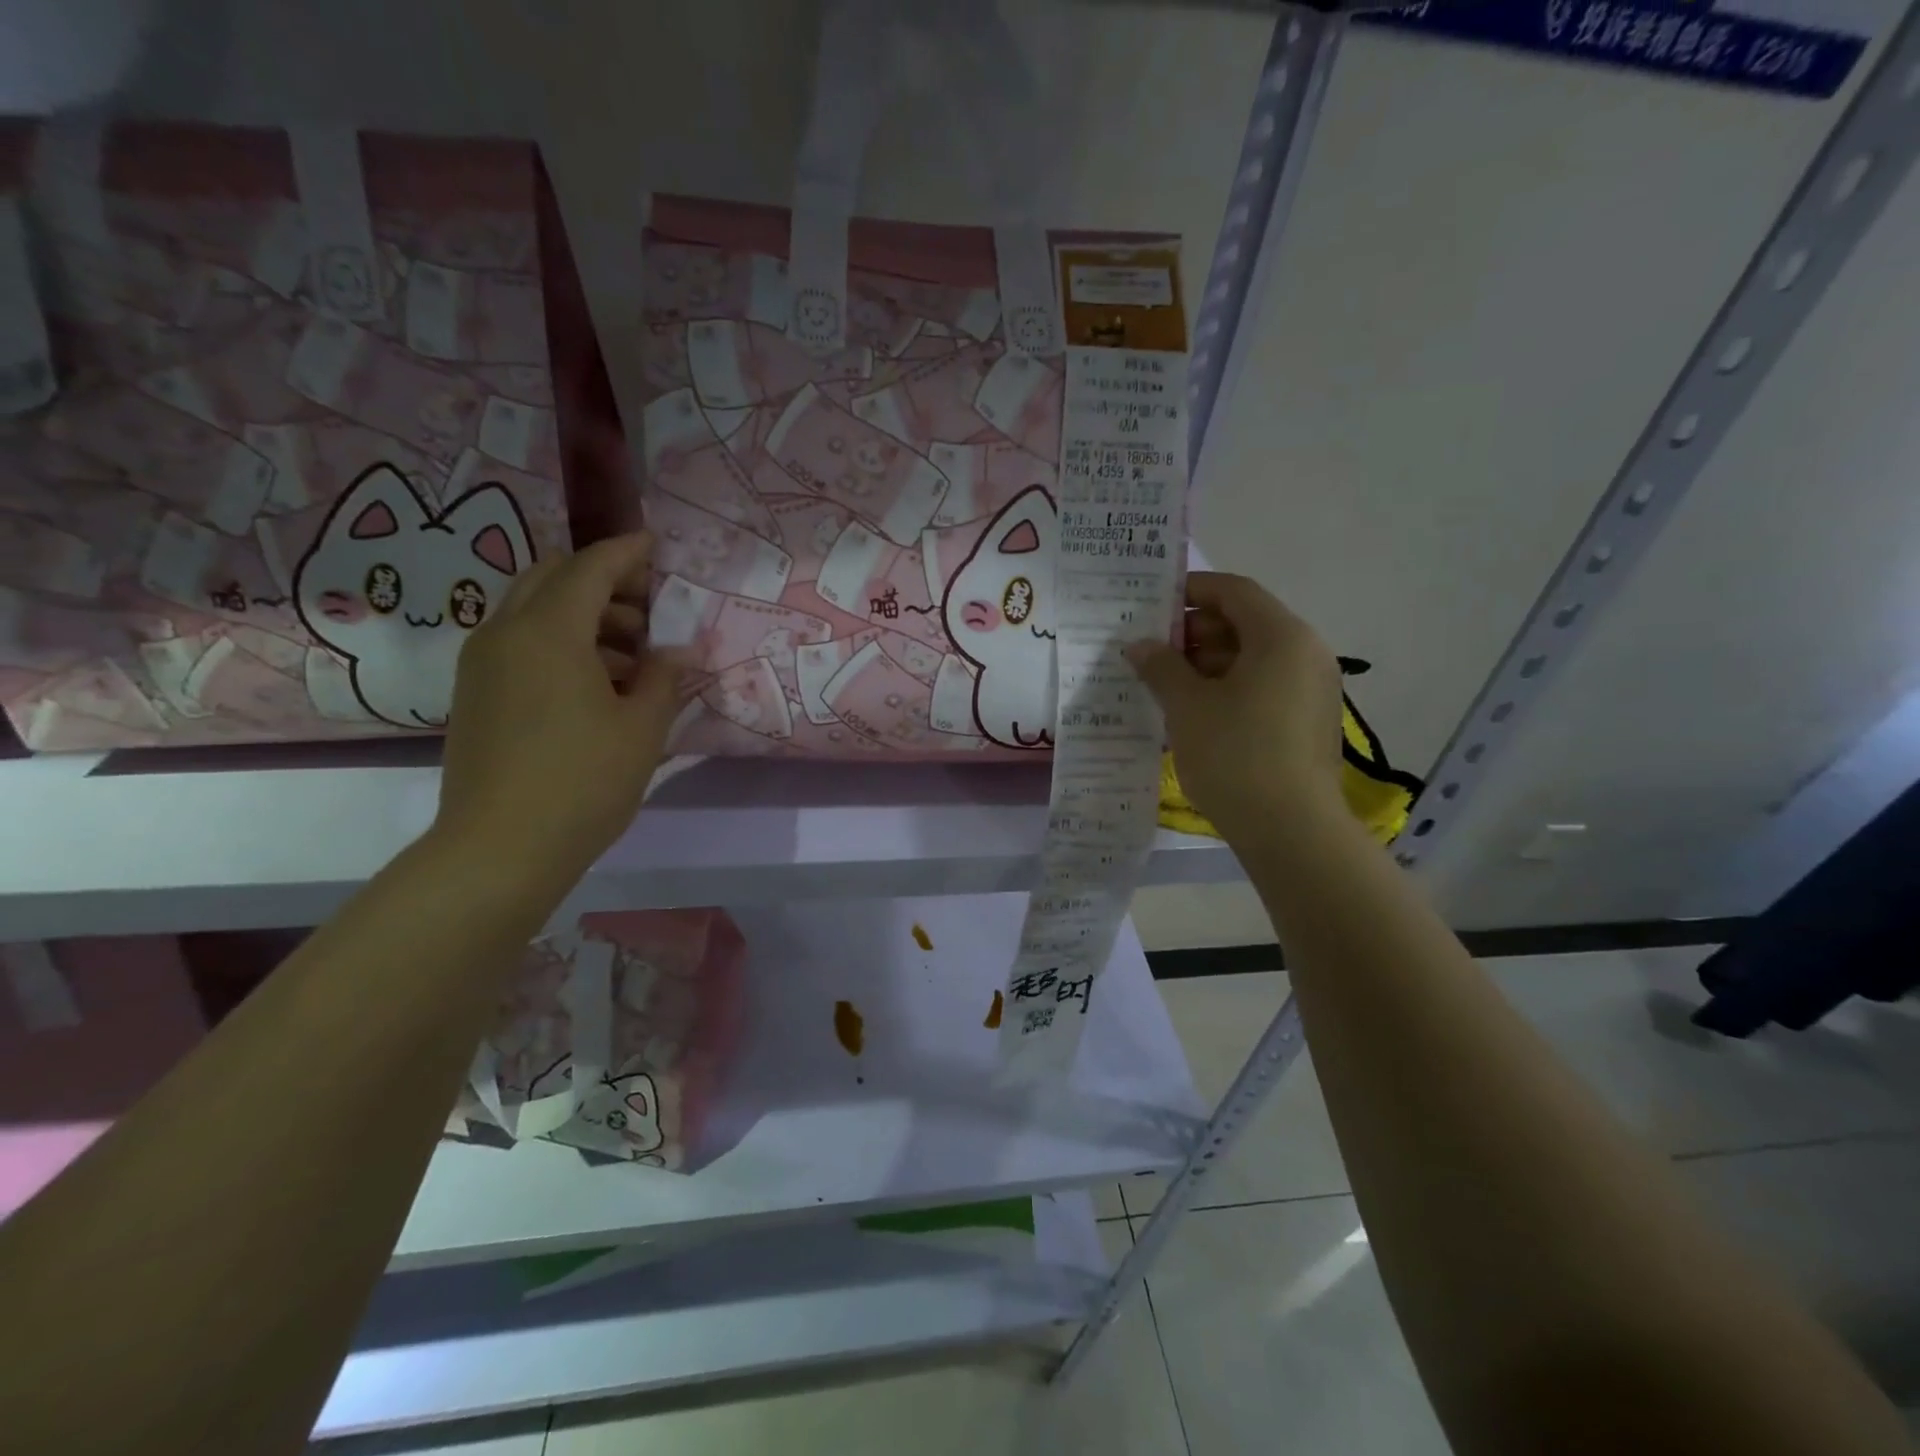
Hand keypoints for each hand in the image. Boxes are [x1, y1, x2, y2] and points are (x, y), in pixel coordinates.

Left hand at [435, 532, 691, 878]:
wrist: (499, 848)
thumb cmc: (583, 782)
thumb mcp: (642, 728)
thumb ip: (664, 679)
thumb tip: (679, 652)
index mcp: (548, 633)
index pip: (590, 568)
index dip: (626, 553)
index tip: (656, 546)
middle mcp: (505, 634)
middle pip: (552, 578)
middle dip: (602, 581)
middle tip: (647, 610)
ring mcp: (483, 665)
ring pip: (533, 611)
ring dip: (582, 615)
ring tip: (631, 657)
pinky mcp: (475, 694)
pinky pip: (519, 643)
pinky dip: (559, 642)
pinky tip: (596, 684)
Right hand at [1125, 572, 1344, 842]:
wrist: (1291, 829)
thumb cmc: (1234, 754)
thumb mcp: (1186, 706)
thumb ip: (1160, 666)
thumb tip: (1139, 645)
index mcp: (1281, 636)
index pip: (1235, 591)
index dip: (1192, 590)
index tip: (1153, 604)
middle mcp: (1306, 653)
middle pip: (1246, 623)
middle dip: (1195, 633)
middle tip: (1152, 651)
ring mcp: (1312, 689)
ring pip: (1254, 659)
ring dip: (1208, 663)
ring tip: (1165, 685)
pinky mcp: (1308, 722)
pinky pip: (1265, 687)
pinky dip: (1229, 688)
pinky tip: (1194, 713)